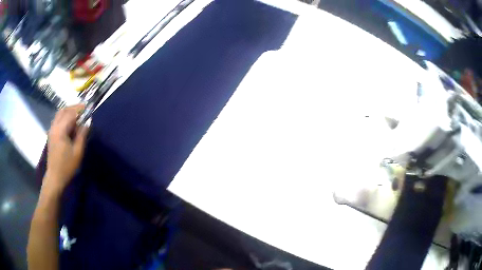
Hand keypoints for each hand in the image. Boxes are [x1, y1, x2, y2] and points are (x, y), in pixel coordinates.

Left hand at [44, 104, 88, 194]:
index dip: (80, 109)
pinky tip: (70, 124)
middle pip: (64, 110)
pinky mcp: (51, 134)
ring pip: (60, 114)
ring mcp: (51, 130)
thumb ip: (82, 135)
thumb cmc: (67, 166)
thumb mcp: (77, 152)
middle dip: (74, 108)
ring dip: (69, 112)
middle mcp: (54, 127)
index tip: (88, 108)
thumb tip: (87, 123)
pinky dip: (64, 117)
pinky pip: (58, 120)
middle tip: (83, 110)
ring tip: (78, 116)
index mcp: (60, 130)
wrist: (55, 177)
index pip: (71, 113)